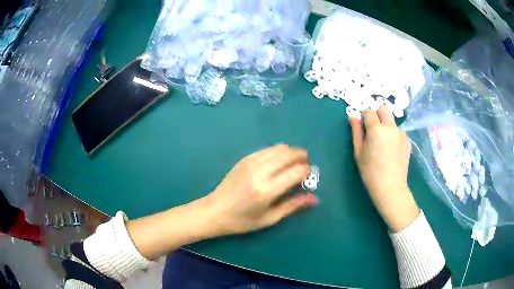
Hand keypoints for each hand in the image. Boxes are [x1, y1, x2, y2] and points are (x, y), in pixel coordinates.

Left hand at [203, 144, 318, 235]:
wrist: (214, 211)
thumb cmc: (242, 221)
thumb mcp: (269, 218)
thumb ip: (293, 206)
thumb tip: (314, 198)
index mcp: (267, 190)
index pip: (297, 171)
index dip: (308, 172)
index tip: (309, 178)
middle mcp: (260, 172)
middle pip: (289, 154)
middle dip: (302, 157)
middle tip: (305, 168)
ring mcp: (251, 162)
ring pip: (279, 148)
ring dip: (291, 152)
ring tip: (294, 164)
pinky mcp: (245, 159)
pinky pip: (267, 149)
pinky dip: (278, 152)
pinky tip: (279, 162)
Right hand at [349, 105, 419, 231]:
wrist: (390, 187)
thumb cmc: (370, 172)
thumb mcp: (358, 152)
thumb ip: (356, 132)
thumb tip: (352, 117)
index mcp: (376, 129)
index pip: (369, 111)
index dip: (364, 117)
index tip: (363, 128)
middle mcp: (391, 127)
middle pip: (384, 109)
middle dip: (377, 114)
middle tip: (374, 129)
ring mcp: (401, 133)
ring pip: (392, 121)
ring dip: (387, 125)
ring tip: (384, 143)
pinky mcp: (408, 141)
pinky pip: (399, 131)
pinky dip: (394, 135)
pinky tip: (392, 150)